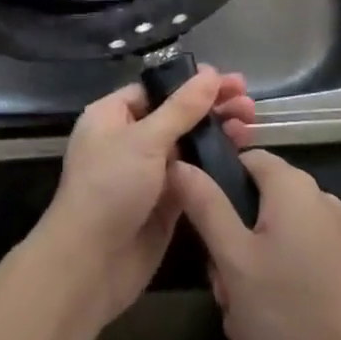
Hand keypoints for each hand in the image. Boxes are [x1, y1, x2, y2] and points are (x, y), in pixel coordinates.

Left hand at [36, 68, 255, 324]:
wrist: (90, 266)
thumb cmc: (109, 188)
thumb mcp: (145, 140)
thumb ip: (181, 108)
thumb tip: (211, 74)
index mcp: (113, 115)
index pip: (157, 89)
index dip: (191, 83)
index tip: (228, 80)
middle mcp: (130, 139)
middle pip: (177, 114)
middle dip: (211, 106)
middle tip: (248, 103)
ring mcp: (148, 172)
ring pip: (188, 144)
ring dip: (217, 133)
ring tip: (250, 125)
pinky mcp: (165, 203)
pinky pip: (193, 175)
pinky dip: (214, 164)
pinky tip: (241, 154)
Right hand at [171, 149, 340, 339]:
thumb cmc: (290, 311)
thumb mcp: (234, 259)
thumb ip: (205, 206)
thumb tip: (180, 162)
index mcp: (291, 185)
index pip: (243, 159)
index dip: (216, 186)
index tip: (202, 231)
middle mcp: (315, 198)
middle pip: (255, 209)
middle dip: (232, 257)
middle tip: (226, 297)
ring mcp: (332, 234)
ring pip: (271, 246)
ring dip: (251, 287)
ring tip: (248, 334)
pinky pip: (294, 268)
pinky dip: (277, 297)